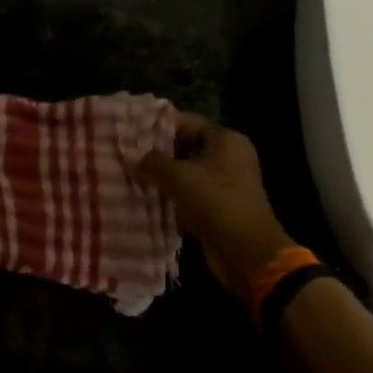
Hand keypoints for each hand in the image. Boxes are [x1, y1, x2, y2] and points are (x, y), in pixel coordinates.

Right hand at [136, 115, 294, 296]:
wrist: (245, 250)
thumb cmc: (215, 201)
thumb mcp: (179, 176)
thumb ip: (153, 163)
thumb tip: (135, 159)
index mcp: (226, 140)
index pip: (187, 123)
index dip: (158, 126)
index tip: (130, 132)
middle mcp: (228, 156)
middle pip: (186, 147)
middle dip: (158, 154)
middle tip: (126, 156)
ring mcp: (225, 183)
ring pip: (187, 173)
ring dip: (163, 178)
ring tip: (131, 177)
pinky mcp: (219, 206)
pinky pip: (190, 194)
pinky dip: (172, 197)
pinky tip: (148, 200)